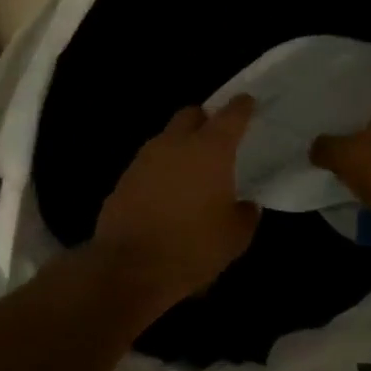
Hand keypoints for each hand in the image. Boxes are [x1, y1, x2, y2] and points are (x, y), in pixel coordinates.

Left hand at [93, 95, 260, 310]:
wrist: (129, 268)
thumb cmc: (191, 248)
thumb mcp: (234, 239)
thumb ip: (245, 215)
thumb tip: (246, 205)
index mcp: (210, 150)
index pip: (231, 115)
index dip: (242, 107)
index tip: (247, 102)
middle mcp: (175, 143)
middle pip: (191, 114)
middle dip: (204, 119)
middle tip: (216, 138)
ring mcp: (144, 159)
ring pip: (166, 138)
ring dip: (180, 146)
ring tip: (191, 171)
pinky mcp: (123, 178)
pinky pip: (149, 164)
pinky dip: (161, 171)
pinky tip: (167, 194)